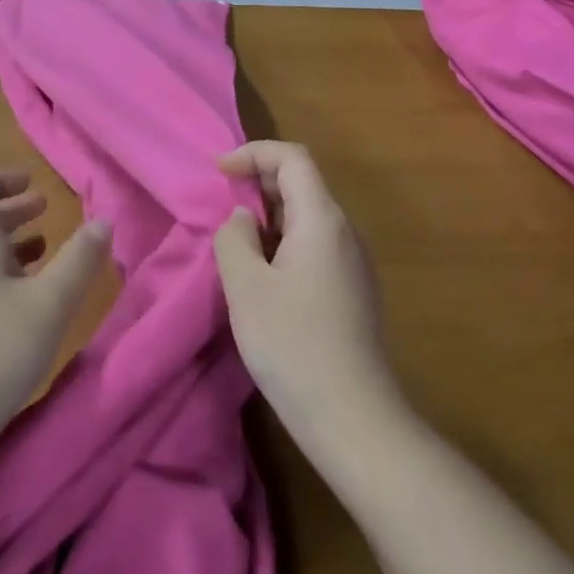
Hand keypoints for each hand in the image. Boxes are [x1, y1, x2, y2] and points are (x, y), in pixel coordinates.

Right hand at [214, 142, 396, 434]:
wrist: (354, 420)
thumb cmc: (293, 345)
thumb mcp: (246, 287)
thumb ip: (235, 238)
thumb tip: (243, 218)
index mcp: (322, 220)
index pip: (292, 158)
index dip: (254, 153)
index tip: (219, 172)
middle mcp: (345, 231)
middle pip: (303, 183)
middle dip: (260, 182)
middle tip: (222, 204)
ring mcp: (354, 263)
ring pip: (309, 216)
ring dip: (270, 214)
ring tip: (237, 239)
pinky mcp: (354, 291)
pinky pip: (316, 244)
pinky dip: (285, 240)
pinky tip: (264, 274)